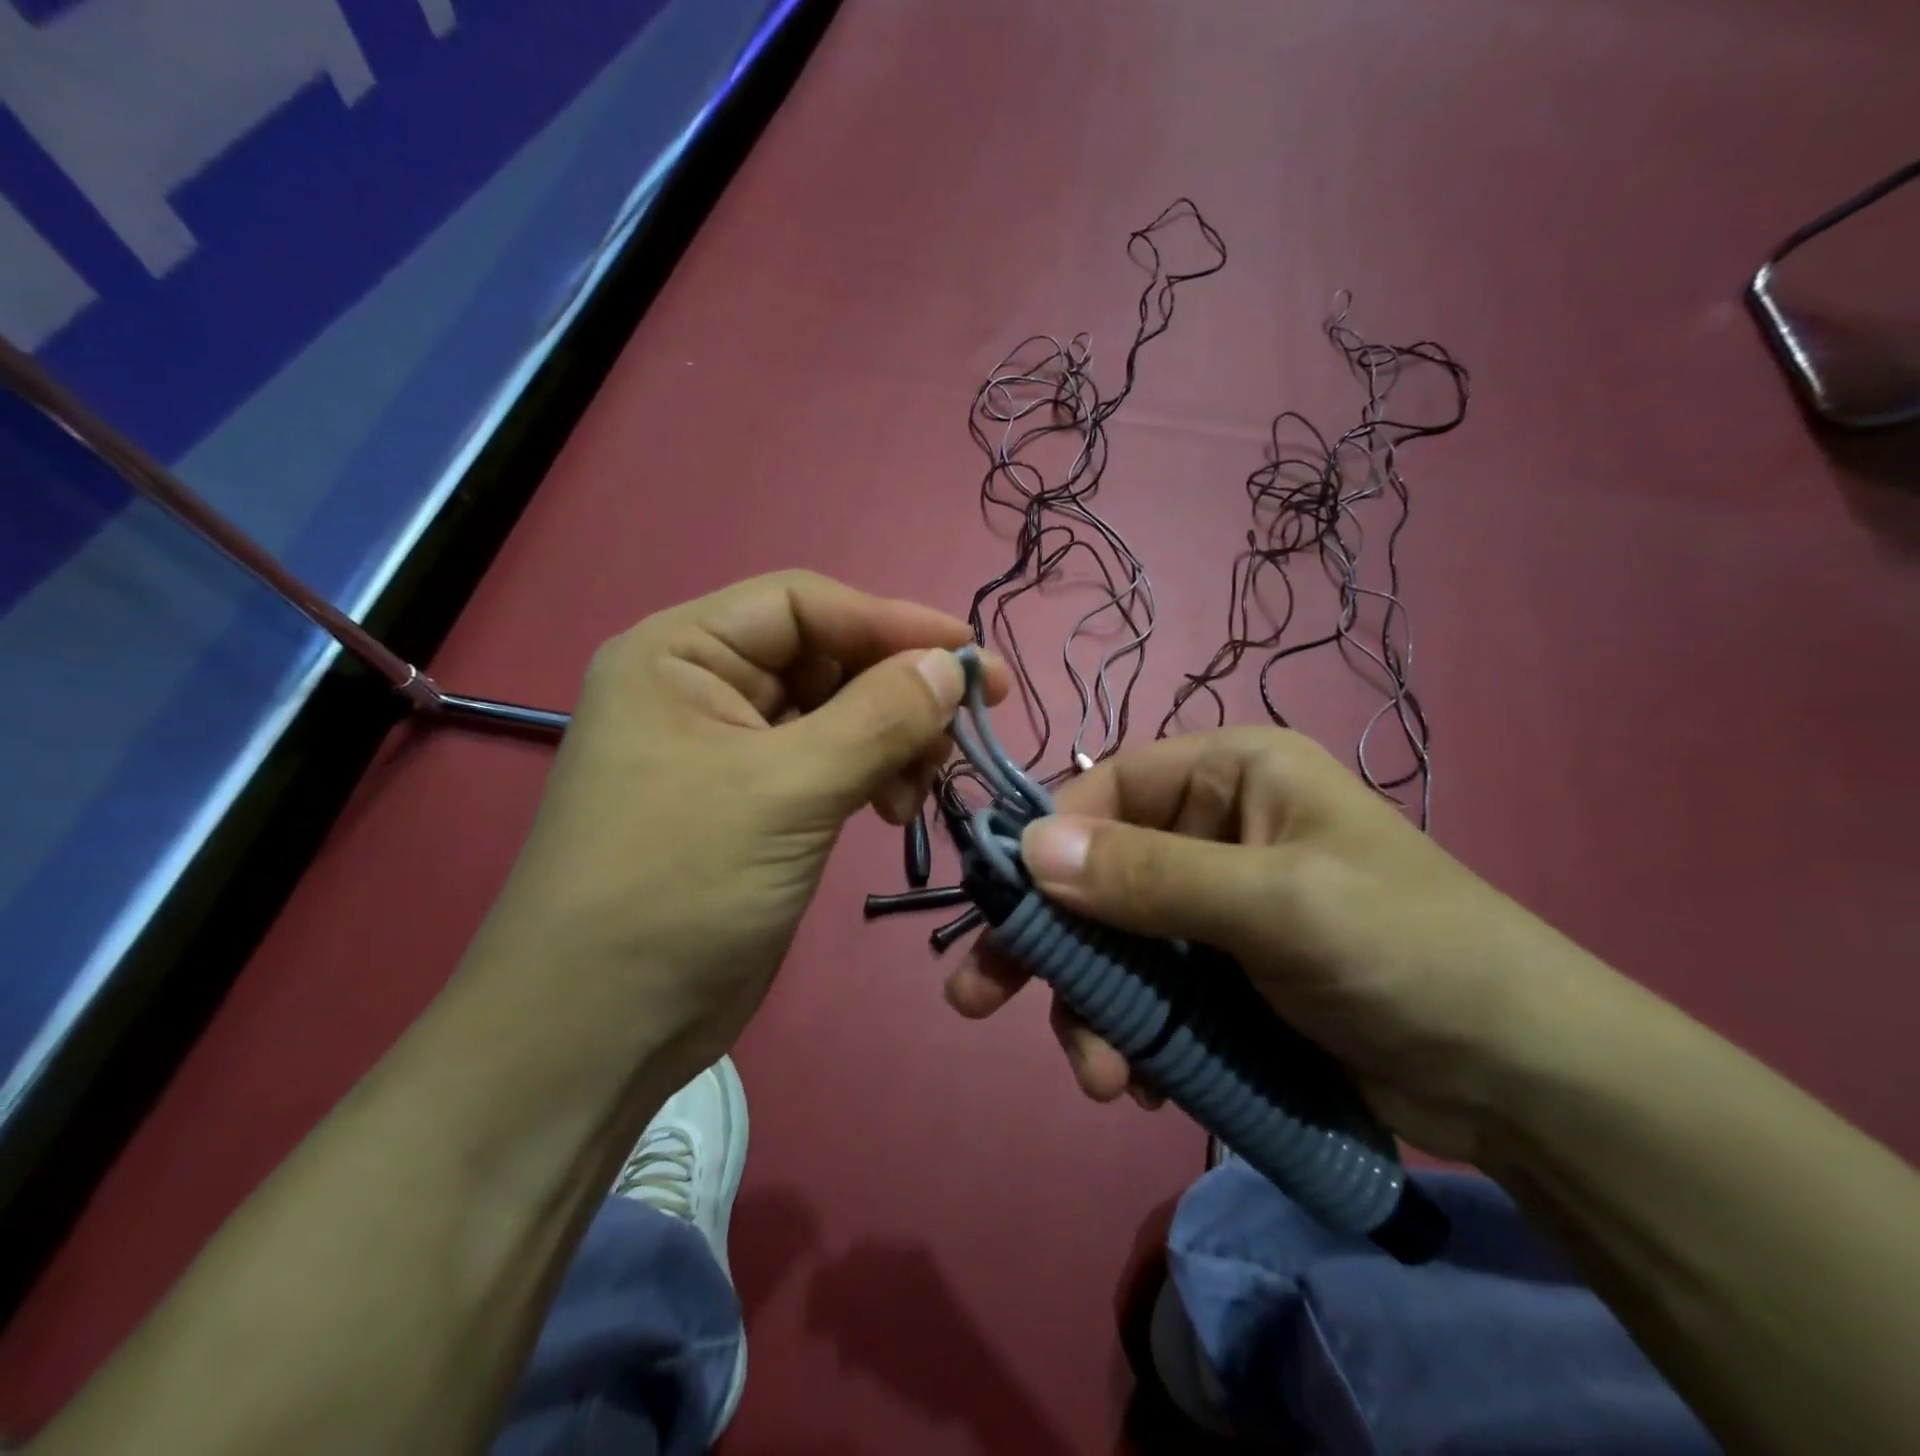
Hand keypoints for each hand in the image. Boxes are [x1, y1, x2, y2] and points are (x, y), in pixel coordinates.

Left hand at [466, 571, 1004, 1085]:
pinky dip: (873, 775)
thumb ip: (878, 718)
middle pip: (824, 657)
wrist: (600, 1031)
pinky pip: (831, 763)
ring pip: (836, 713)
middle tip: (965, 727)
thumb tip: (954, 665)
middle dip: (896, 687)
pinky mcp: (757, 805)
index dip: (891, 621)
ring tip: (922, 785)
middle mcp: (702, 688)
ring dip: (892, 737)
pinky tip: (895, 809)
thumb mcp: (785, 791)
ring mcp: (730, 750)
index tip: (971, 657)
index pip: (802, 604)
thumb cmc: (677, 887)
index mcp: (680, 654)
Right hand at [944, 727, 1613, 1160]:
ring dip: (1091, 1008)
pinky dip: (1130, 1034)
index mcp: (1228, 775)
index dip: (1048, 842)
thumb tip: (1030, 848)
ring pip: (1113, 942)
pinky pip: (1146, 990)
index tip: (1000, 906)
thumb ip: (1150, 876)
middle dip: (1049, 942)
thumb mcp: (1275, 905)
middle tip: (978, 998)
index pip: (1106, 788)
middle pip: (1095, 871)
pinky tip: (1138, 1082)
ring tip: (1101, 1079)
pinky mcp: (1220, 974)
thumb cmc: (1406, 953)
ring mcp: (1212, 907)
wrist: (1522, 1081)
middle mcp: (1211, 829)